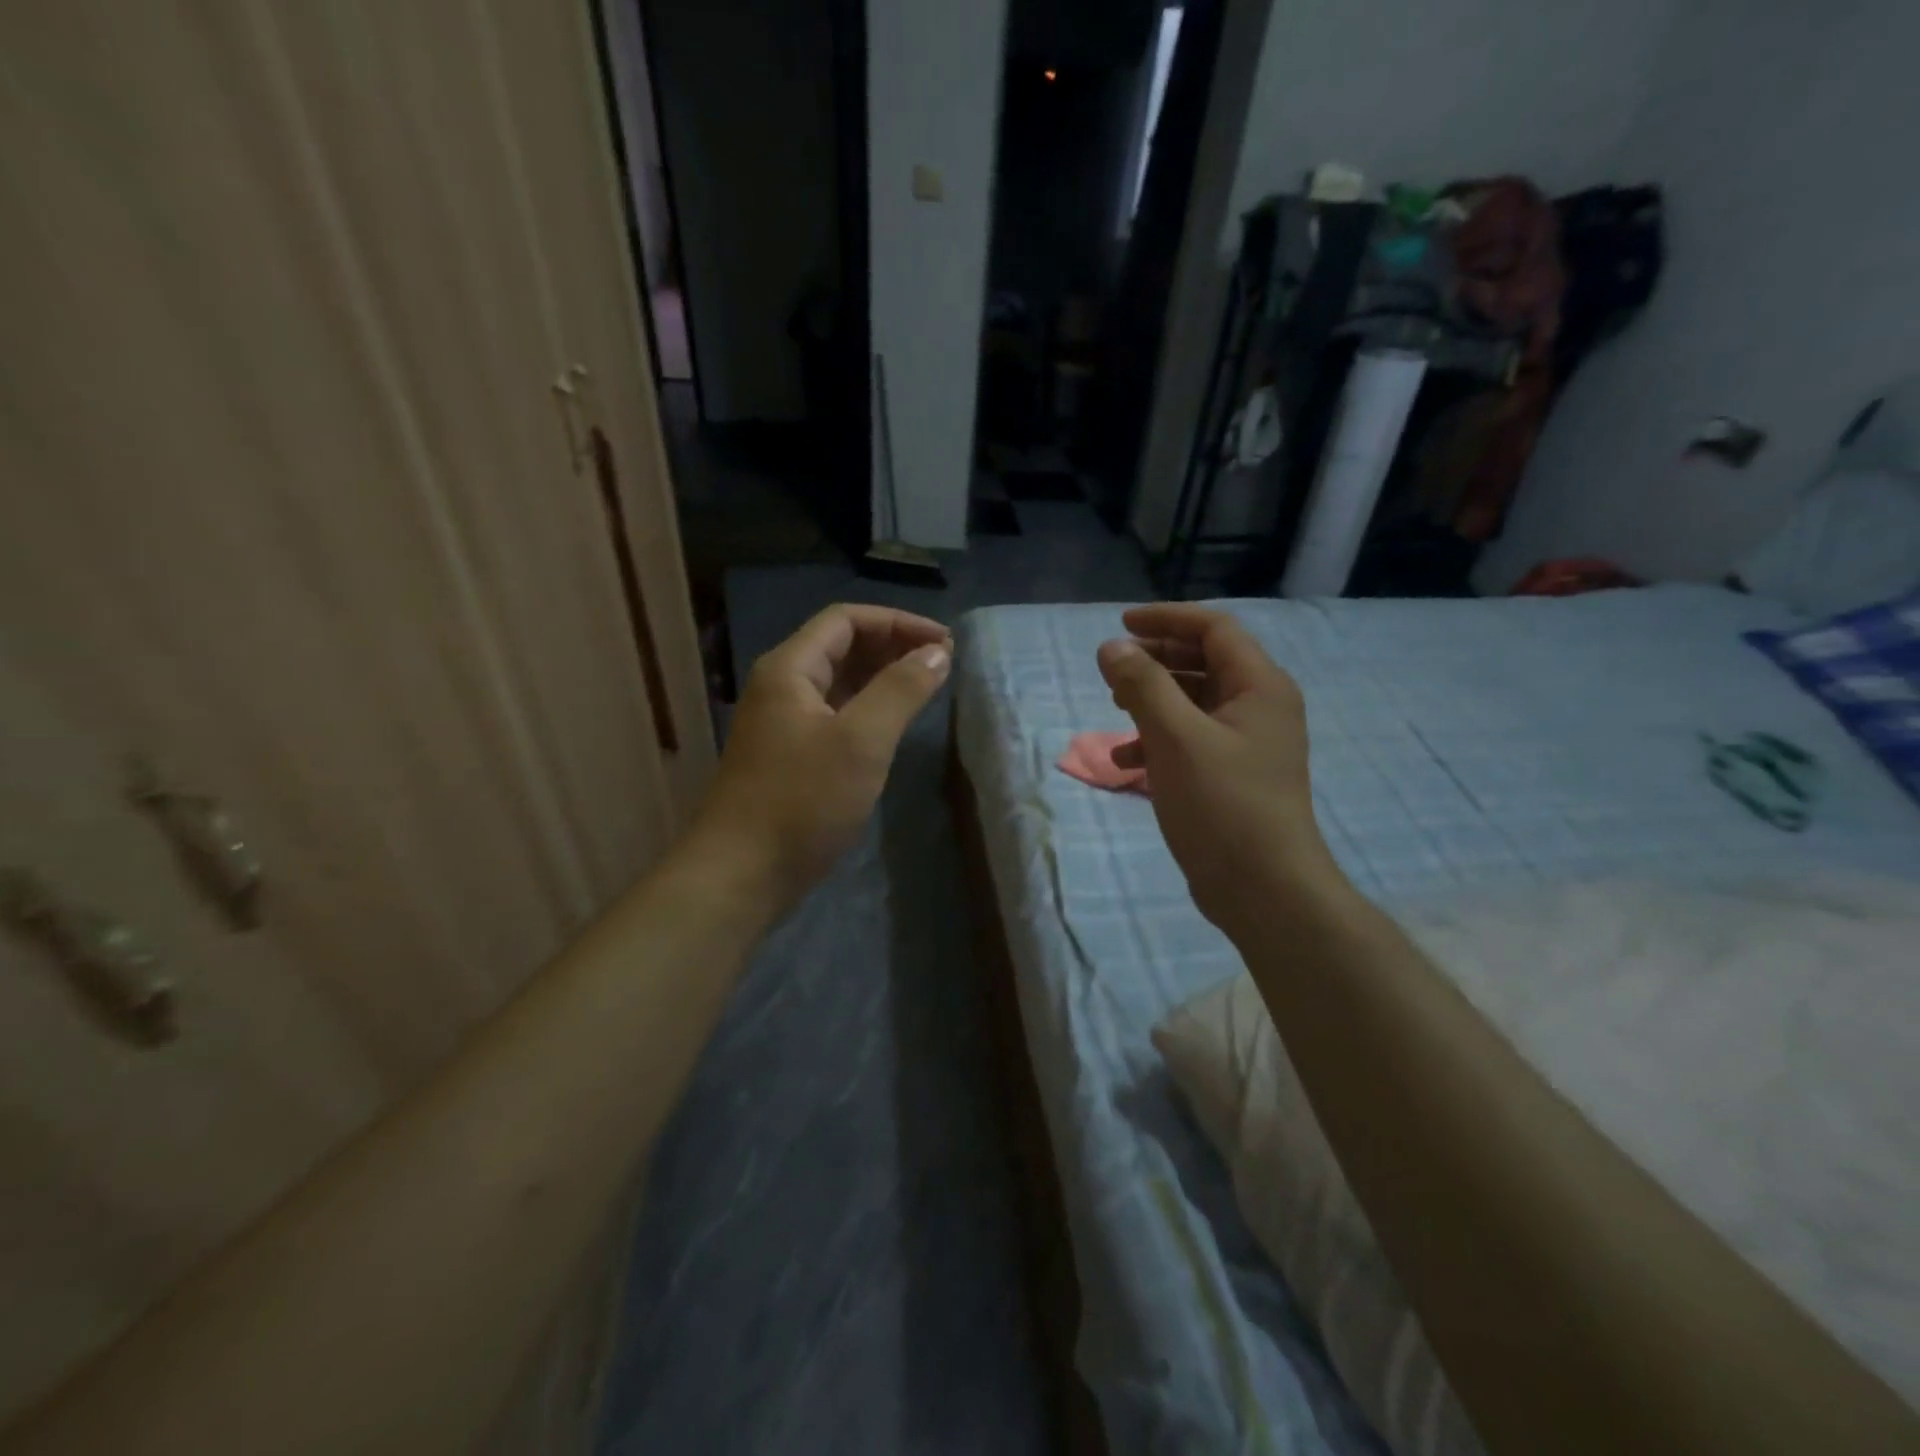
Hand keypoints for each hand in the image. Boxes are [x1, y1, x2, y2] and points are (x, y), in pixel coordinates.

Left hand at [691, 604, 950, 908]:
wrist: (741, 874)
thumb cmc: (801, 802)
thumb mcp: (861, 741)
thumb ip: (901, 690)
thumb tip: (938, 653)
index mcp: (789, 669)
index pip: (846, 620)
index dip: (898, 622)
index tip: (943, 642)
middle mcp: (782, 686)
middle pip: (841, 646)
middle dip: (893, 645)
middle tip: (942, 662)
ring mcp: (784, 722)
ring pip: (839, 681)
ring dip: (882, 676)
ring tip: (927, 685)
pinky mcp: (792, 755)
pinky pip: (836, 713)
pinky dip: (869, 707)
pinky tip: (894, 722)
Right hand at [1097, 604, 1342, 934]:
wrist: (1264, 889)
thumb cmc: (1223, 804)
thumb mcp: (1175, 737)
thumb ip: (1143, 685)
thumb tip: (1112, 647)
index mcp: (1259, 686)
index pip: (1214, 629)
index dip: (1167, 619)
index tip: (1121, 625)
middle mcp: (1260, 708)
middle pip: (1205, 662)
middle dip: (1156, 661)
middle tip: (1114, 670)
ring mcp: (1248, 745)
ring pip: (1195, 703)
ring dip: (1153, 701)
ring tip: (1115, 711)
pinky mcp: (1233, 777)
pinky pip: (1192, 741)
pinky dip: (1159, 741)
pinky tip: (1128, 763)